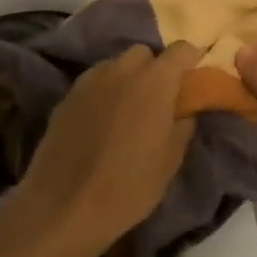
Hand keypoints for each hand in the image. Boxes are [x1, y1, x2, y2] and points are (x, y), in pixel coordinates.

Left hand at [9, 42, 202, 256]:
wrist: (63, 206)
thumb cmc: (127, 187)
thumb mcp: (168, 164)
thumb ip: (182, 129)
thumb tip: (185, 112)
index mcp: (155, 83)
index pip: (180, 50)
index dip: (191, 58)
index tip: (193, 75)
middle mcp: (122, 70)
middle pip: (144, 53)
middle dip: (154, 68)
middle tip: (159, 98)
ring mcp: (90, 80)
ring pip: (116, 65)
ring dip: (127, 78)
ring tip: (128, 109)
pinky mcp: (67, 96)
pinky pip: (94, 82)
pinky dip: (103, 91)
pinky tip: (102, 120)